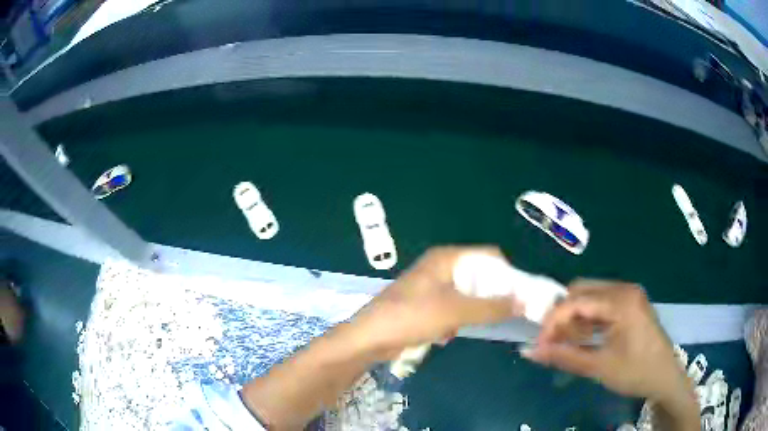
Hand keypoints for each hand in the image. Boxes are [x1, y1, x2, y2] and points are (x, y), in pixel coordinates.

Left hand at [352, 246, 524, 357]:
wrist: (368, 338)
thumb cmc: (411, 317)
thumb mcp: (455, 311)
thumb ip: (491, 306)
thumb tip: (524, 302)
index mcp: (447, 258)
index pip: (489, 256)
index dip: (507, 273)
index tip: (519, 295)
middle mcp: (440, 267)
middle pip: (478, 275)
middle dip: (491, 295)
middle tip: (504, 314)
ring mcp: (430, 286)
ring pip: (466, 295)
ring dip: (472, 311)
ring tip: (472, 327)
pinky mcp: (424, 304)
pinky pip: (452, 308)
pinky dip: (455, 320)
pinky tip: (446, 335)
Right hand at [523, 281, 691, 402]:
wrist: (665, 377)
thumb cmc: (635, 372)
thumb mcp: (599, 367)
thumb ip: (564, 356)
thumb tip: (530, 352)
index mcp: (620, 301)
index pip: (575, 301)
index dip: (552, 321)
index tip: (539, 344)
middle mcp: (624, 289)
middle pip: (581, 291)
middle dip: (562, 316)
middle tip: (553, 343)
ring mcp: (629, 295)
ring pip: (590, 297)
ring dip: (574, 318)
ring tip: (566, 343)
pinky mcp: (630, 303)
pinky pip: (601, 304)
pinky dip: (588, 319)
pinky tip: (583, 338)